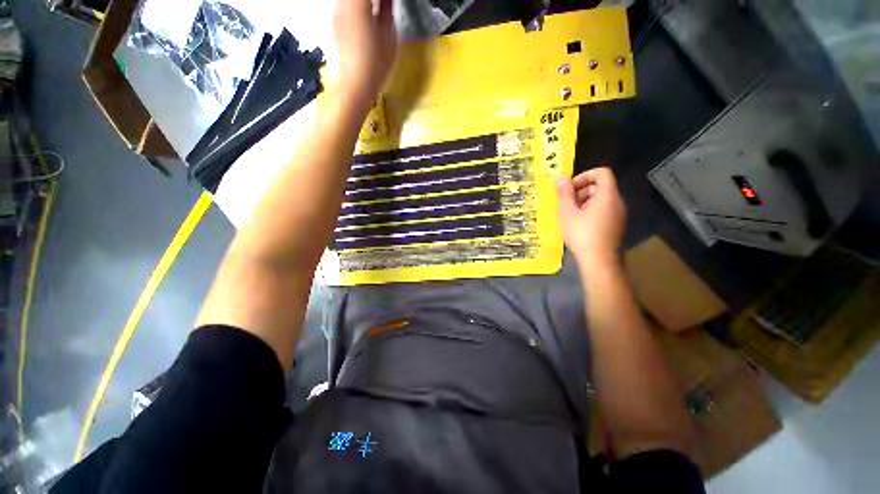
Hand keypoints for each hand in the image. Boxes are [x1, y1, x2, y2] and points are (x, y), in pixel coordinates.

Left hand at [333, 0, 397, 106]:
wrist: (356, 84)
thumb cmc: (377, 63)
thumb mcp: (389, 35)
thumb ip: (387, 9)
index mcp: (359, 3)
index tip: (389, 3)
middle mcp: (344, 2)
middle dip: (372, 0)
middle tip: (385, 6)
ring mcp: (337, 12)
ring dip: (364, 3)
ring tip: (376, 11)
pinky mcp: (335, 23)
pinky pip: (345, 5)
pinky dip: (356, 7)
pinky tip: (365, 16)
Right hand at [556, 167, 626, 267]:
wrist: (598, 260)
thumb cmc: (581, 234)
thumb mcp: (567, 212)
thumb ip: (564, 194)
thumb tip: (561, 178)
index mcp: (607, 196)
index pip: (602, 173)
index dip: (585, 175)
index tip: (570, 187)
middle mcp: (617, 202)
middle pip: (601, 186)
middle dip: (581, 190)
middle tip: (566, 203)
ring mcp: (618, 215)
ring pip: (601, 199)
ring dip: (584, 201)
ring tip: (570, 214)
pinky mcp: (616, 225)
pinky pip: (603, 210)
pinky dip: (590, 211)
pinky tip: (578, 224)